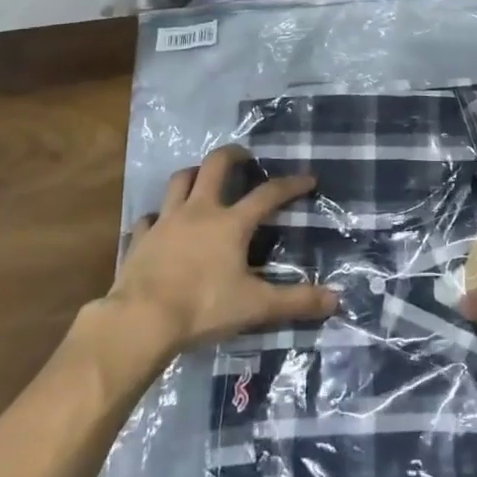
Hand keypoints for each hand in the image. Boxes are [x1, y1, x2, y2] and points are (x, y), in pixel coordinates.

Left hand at [102, 145, 338, 357]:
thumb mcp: (255, 307)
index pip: (268, 194)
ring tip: (202, 178)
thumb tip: (336, 300)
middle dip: (233, 155)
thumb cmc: (202, 308)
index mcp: (231, 223)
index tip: (308, 178)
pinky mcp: (141, 238)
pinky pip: (150, 217)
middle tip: (245, 158)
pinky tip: (162, 225)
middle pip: (215, 165)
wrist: (140, 321)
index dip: (290, 184)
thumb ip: (295, 301)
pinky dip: (159, 217)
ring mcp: (166, 221)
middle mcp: (199, 211)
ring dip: (193, 174)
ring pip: (179, 180)